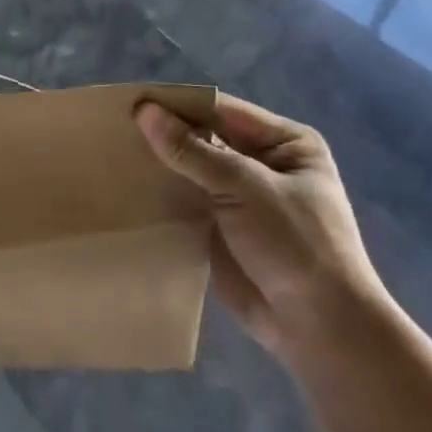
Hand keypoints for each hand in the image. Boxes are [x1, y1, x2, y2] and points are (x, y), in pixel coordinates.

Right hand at [135, 94, 384, 359]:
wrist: (320, 329)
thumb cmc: (295, 244)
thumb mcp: (246, 187)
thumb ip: (193, 150)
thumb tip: (145, 111)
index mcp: (284, 142)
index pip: (222, 111)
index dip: (179, 106)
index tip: (131, 103)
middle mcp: (262, 164)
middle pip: (205, 138)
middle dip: (166, 135)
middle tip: (112, 128)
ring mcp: (241, 198)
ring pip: (192, 171)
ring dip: (160, 165)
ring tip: (110, 155)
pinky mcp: (222, 229)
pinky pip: (186, 202)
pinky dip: (162, 196)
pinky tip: (126, 188)